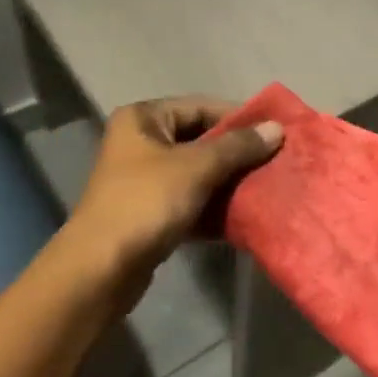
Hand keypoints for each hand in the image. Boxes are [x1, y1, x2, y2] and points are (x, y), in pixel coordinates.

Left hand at [66, 95, 283, 281]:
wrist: (101, 270)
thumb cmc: (146, 203)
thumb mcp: (196, 167)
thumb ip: (238, 146)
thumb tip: (277, 128)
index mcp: (143, 119)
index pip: (201, 107)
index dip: (239, 118)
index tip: (276, 131)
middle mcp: (140, 142)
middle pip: (200, 140)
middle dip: (237, 152)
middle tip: (277, 161)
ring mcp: (144, 180)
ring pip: (197, 172)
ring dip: (229, 181)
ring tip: (268, 186)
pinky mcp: (150, 214)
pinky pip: (191, 200)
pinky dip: (214, 206)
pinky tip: (244, 215)